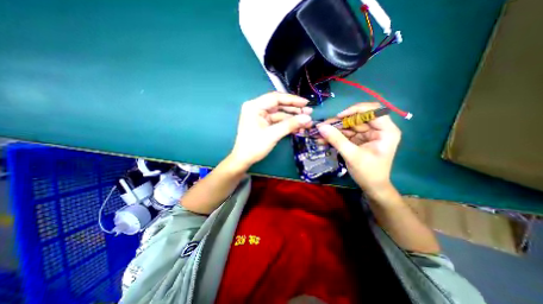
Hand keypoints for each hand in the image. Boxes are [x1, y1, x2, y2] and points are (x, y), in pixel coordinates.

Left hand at [230, 92, 313, 169]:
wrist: (244, 159)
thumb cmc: (254, 146)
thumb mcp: (273, 135)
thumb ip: (290, 125)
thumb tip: (308, 118)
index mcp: (254, 106)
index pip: (276, 98)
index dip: (292, 100)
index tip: (306, 103)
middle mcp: (257, 108)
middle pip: (278, 105)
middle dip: (294, 109)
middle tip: (309, 112)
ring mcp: (260, 115)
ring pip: (280, 113)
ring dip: (292, 117)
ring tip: (306, 121)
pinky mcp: (264, 123)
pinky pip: (277, 120)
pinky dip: (287, 123)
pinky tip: (298, 127)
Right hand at [317, 102, 399, 197]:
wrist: (371, 187)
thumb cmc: (368, 172)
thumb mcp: (352, 155)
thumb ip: (336, 140)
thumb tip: (321, 127)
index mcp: (386, 131)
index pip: (373, 110)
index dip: (355, 110)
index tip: (339, 117)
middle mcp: (378, 129)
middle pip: (358, 118)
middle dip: (339, 122)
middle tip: (323, 126)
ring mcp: (368, 134)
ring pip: (349, 125)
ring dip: (334, 129)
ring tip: (320, 133)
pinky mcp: (359, 139)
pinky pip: (346, 133)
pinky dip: (335, 136)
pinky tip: (324, 139)